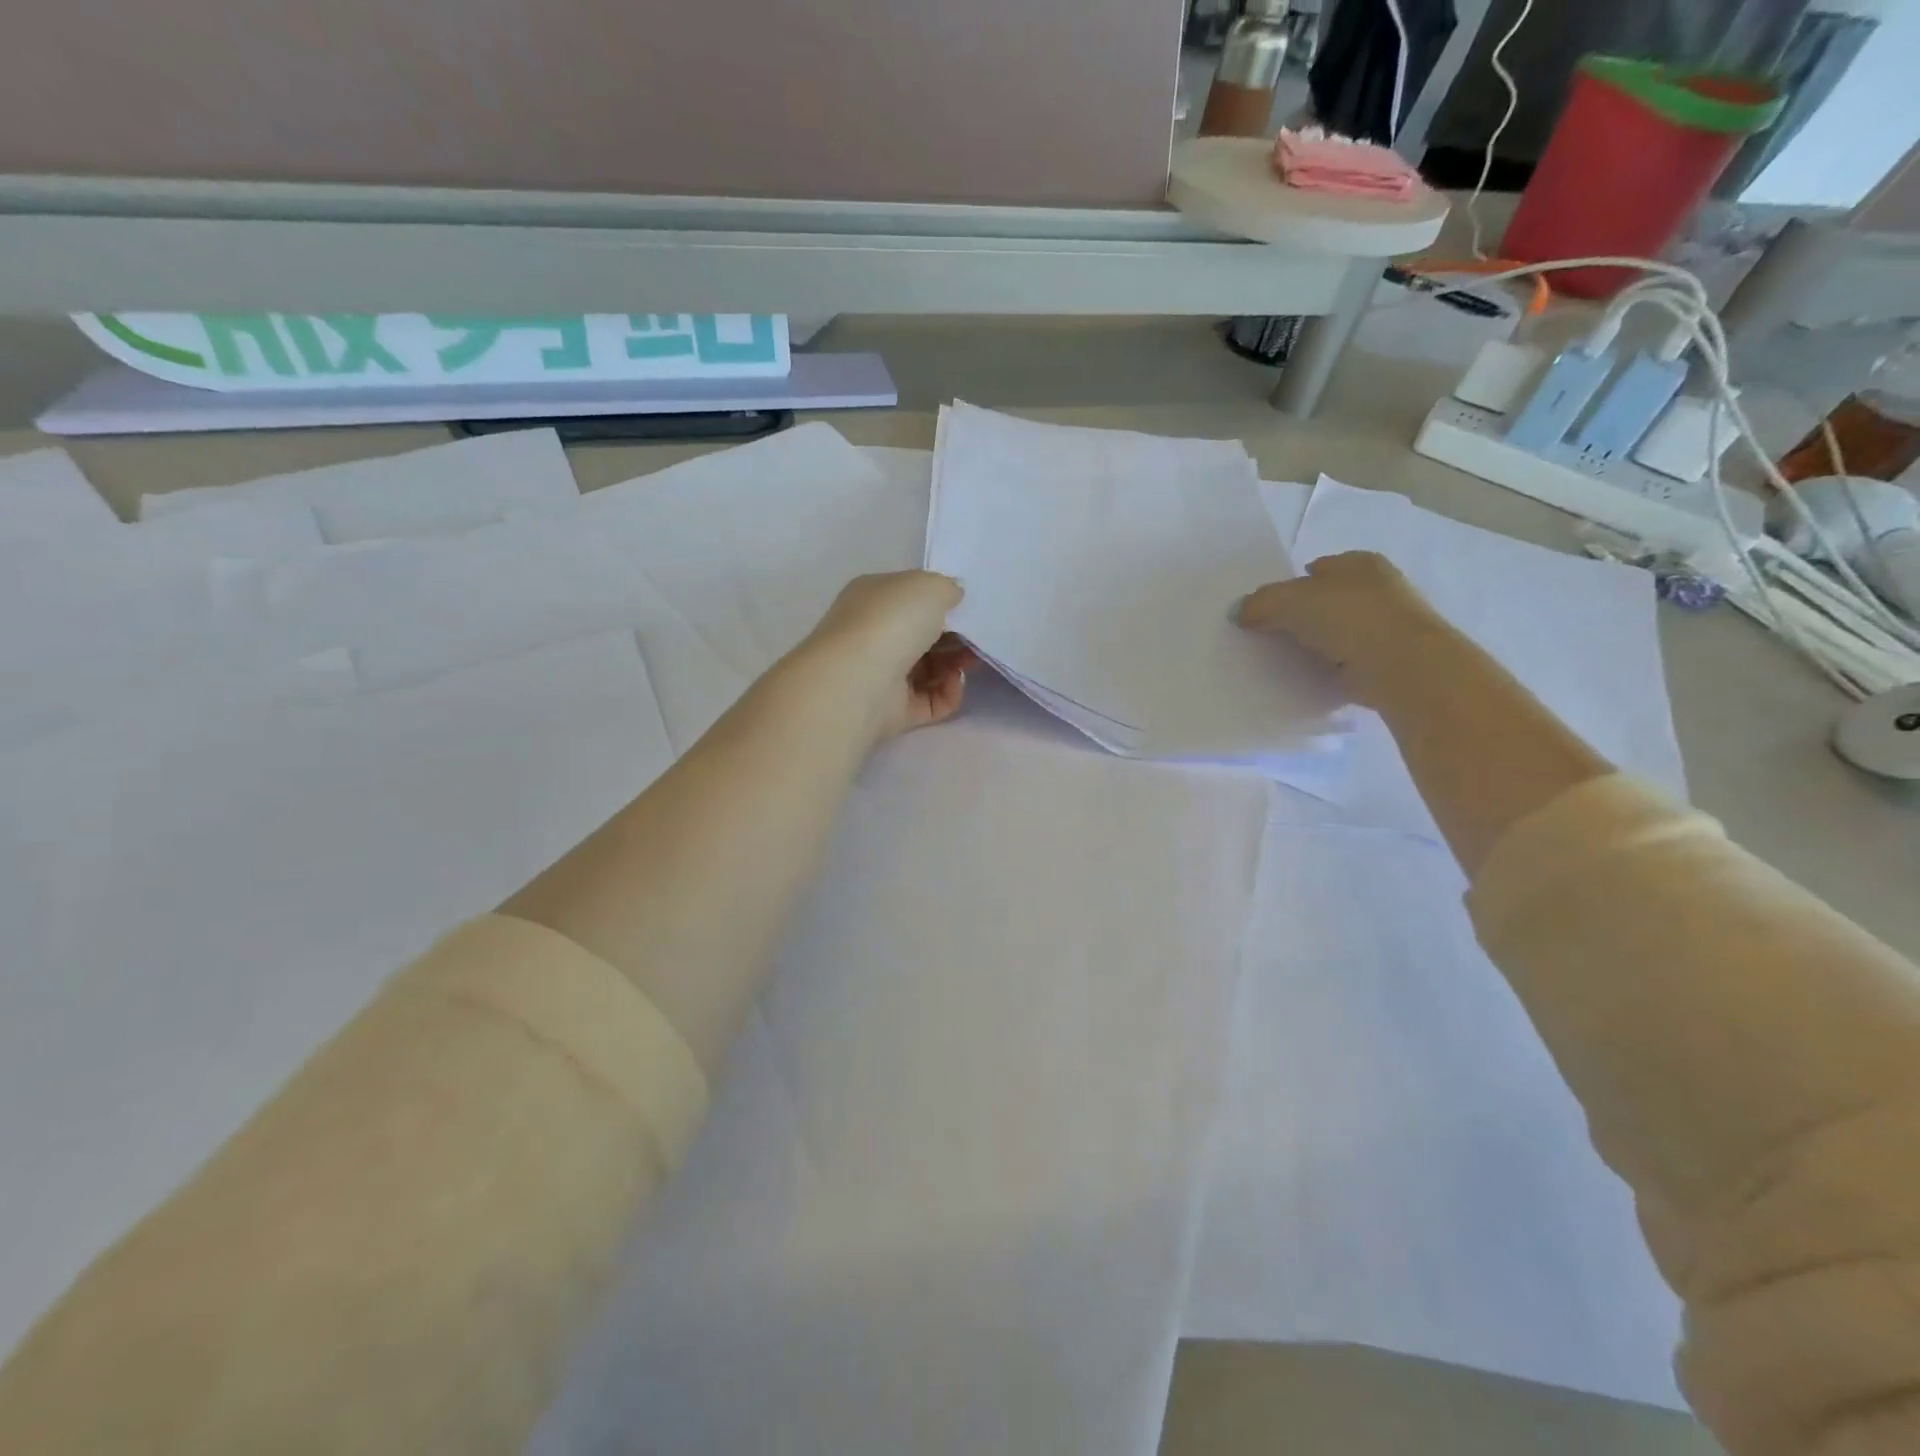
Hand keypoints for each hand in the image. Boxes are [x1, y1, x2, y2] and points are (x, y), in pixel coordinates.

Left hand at [796, 571, 975, 740]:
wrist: (860, 679)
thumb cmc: (892, 621)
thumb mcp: (929, 586)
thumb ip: (947, 588)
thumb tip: (951, 598)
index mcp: (873, 598)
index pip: (910, 599)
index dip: (941, 604)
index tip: (968, 611)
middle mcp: (873, 635)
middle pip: (922, 636)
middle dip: (954, 637)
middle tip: (976, 639)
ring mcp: (881, 675)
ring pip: (928, 670)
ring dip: (954, 665)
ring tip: (969, 662)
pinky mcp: (893, 711)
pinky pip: (928, 702)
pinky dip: (947, 695)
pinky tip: (954, 684)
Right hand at [1234, 551, 1442, 707]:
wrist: (1402, 666)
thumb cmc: (1349, 617)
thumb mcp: (1290, 601)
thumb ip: (1260, 603)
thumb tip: (1238, 612)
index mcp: (1359, 563)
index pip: (1318, 569)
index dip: (1291, 585)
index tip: (1266, 609)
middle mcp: (1379, 589)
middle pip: (1328, 601)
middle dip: (1303, 615)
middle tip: (1269, 634)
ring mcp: (1388, 627)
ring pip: (1338, 632)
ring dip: (1316, 644)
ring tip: (1283, 660)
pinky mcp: (1388, 661)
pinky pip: (1347, 662)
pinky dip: (1330, 669)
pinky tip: (1308, 678)